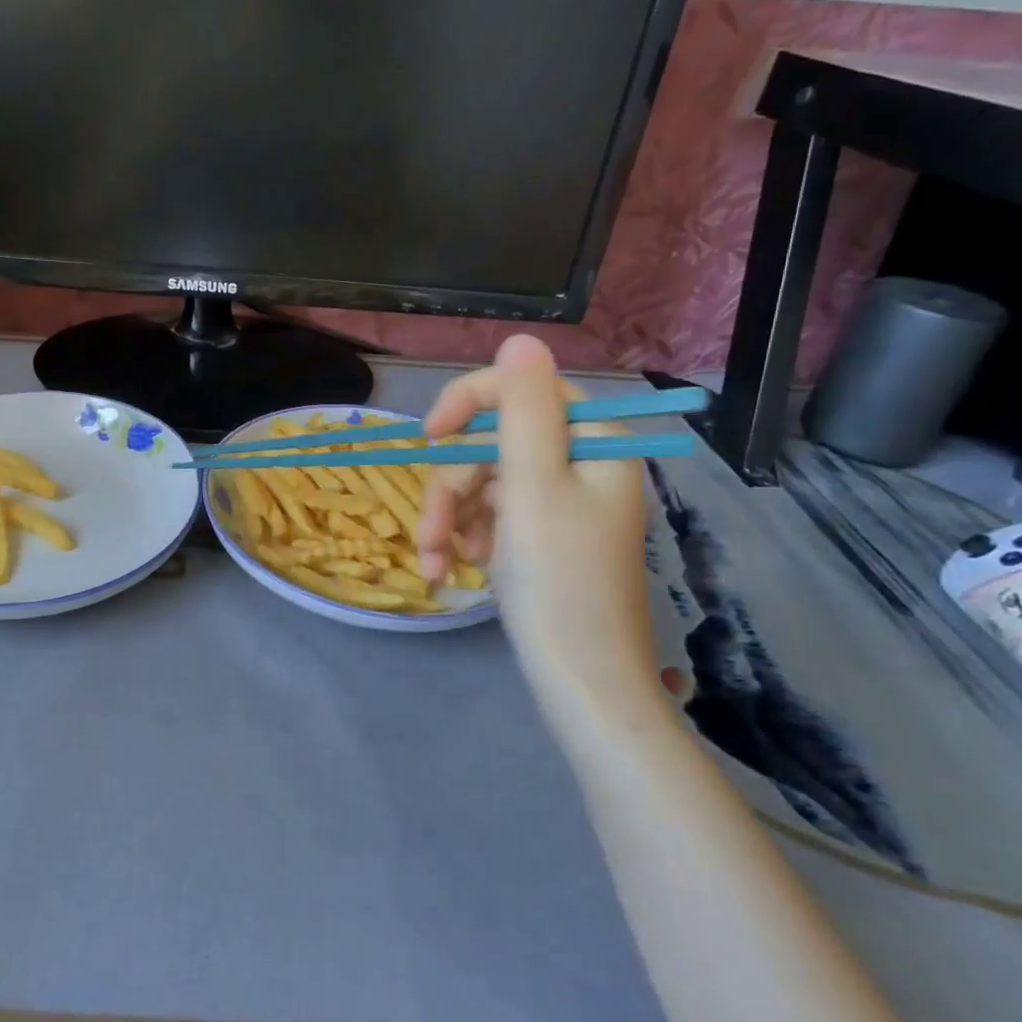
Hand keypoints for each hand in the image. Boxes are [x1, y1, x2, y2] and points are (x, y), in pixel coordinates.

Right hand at [418, 336, 657, 704]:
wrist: (580, 683)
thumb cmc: (559, 583)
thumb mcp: (533, 488)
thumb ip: (523, 410)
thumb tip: (520, 338)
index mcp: (594, 444)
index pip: (525, 390)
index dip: (470, 403)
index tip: (428, 436)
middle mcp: (579, 465)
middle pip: (494, 442)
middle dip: (452, 486)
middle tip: (431, 533)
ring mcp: (559, 503)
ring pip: (483, 481)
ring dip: (449, 517)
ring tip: (437, 562)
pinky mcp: (541, 536)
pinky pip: (490, 514)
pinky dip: (464, 536)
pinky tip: (451, 567)